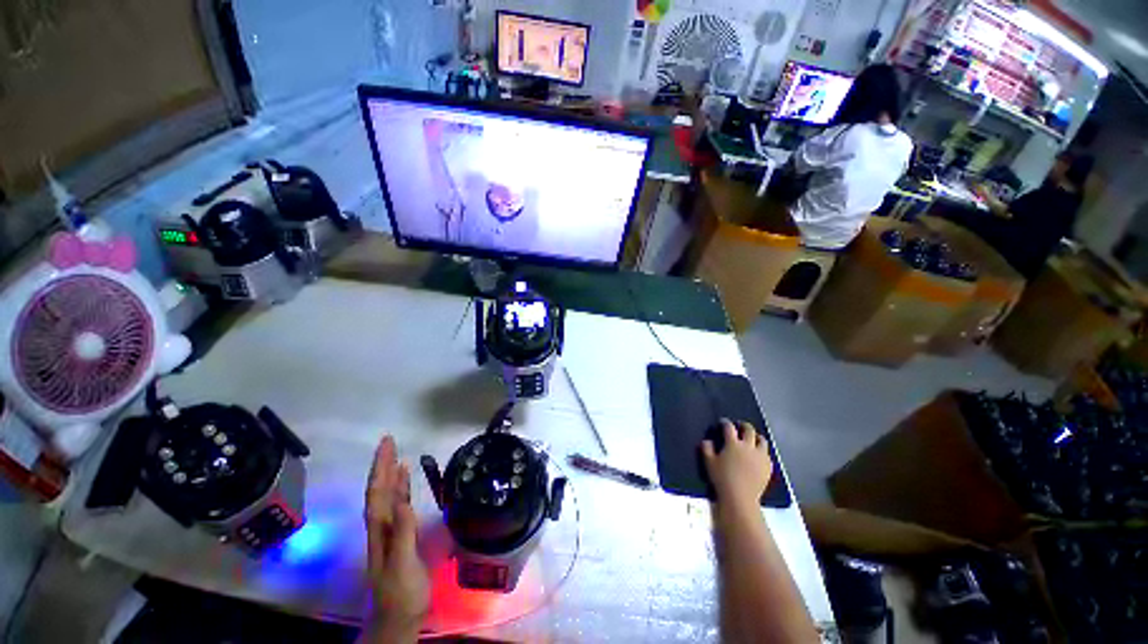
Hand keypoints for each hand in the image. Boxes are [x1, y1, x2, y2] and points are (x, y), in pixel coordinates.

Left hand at [364, 436, 429, 641]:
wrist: (400, 616)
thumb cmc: (402, 592)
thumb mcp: (403, 564)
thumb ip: (402, 533)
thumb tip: (402, 500)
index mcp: (380, 528)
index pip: (377, 491)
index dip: (380, 467)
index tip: (387, 444)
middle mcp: (381, 524)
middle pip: (379, 489)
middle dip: (382, 464)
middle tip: (390, 440)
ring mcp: (390, 529)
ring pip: (387, 494)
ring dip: (390, 472)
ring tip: (397, 453)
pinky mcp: (400, 533)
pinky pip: (398, 502)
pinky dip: (400, 486)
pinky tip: (405, 478)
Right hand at [701, 420, 773, 512]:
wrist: (741, 497)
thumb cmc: (722, 478)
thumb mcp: (709, 463)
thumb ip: (706, 449)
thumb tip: (707, 440)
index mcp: (733, 443)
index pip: (729, 427)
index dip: (725, 422)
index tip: (722, 422)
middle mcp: (748, 446)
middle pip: (749, 430)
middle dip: (743, 425)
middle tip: (739, 426)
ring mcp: (760, 456)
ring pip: (762, 440)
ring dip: (756, 436)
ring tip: (752, 438)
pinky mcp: (767, 466)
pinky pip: (767, 454)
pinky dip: (762, 451)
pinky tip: (758, 455)